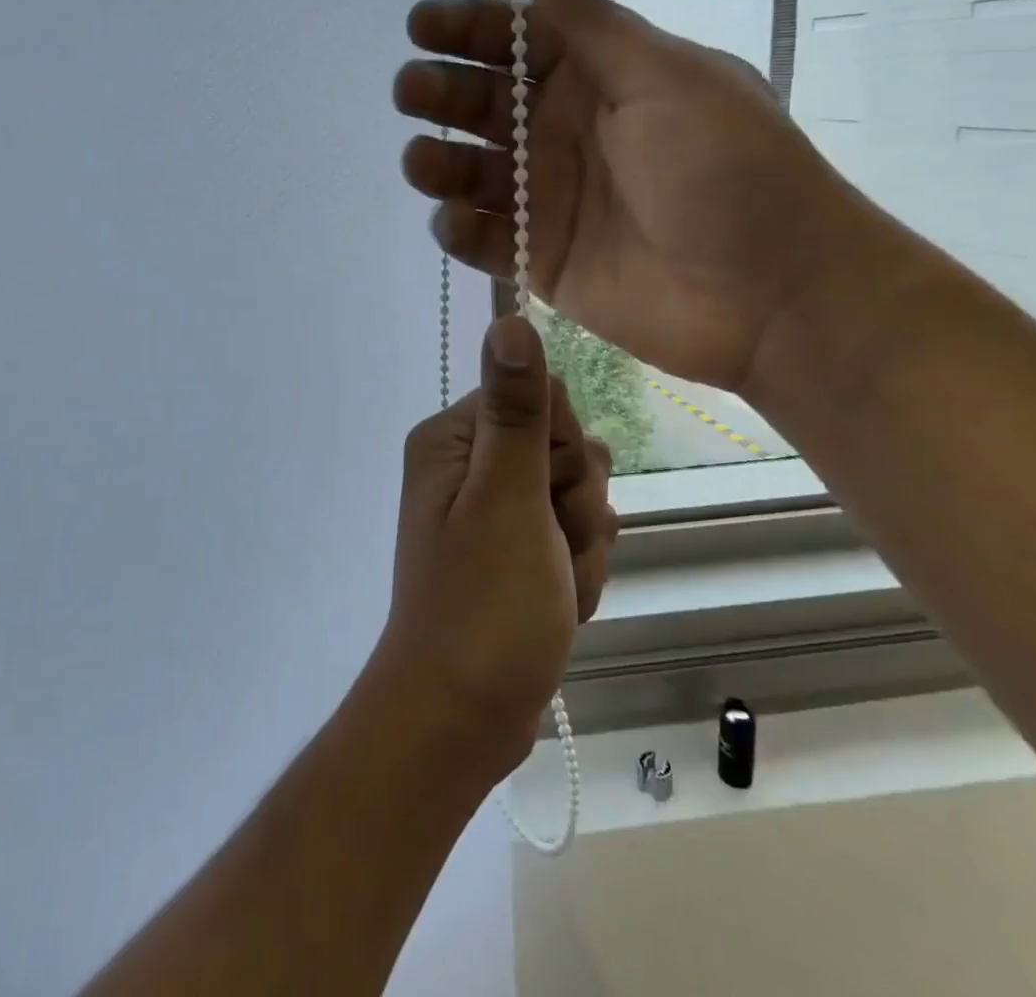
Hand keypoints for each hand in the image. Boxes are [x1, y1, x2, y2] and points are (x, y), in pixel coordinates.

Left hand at [374, 316, 616, 778]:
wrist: (463, 718)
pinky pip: (572, 541)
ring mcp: (493, 512)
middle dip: (577, 509)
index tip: (550, 495)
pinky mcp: (515, 552)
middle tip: (549, 552)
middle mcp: (469, 465)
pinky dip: (576, 577)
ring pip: (579, 501)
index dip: (564, 450)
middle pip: (566, 452)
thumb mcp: (507, 498)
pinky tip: (556, 608)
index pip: (542, 399)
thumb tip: (509, 317)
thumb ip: (516, 409)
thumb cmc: (484, 604)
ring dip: (581, 550)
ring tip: (552, 590)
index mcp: (454, 439)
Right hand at [395, 0, 874, 391]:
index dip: (467, 29)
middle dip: (441, 93)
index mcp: (598, 80)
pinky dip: (461, 230)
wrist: (770, 292)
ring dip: (439, 163)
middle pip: (483, 106)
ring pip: (472, 173)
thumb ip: (591, 26)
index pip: (517, 41)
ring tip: (422, 162)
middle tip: (412, 91)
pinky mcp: (542, 260)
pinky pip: (485, 240)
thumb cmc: (725, 168)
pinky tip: (454, 221)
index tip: (420, 27)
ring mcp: (550, 200)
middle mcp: (564, 135)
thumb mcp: (664, 79)